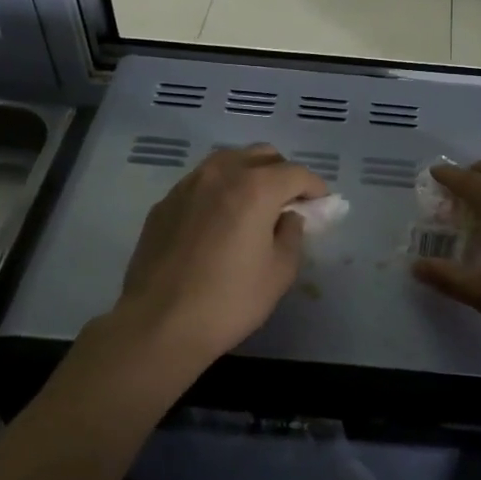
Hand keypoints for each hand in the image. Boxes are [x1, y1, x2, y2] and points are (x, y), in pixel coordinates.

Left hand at [115, 145, 327, 367]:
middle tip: (290, 203)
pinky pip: (202, 182)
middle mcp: (220, 174)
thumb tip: (288, 217)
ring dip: (250, 175)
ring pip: (228, 161)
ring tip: (255, 206)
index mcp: (255, 187)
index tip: (322, 204)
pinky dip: (220, 190)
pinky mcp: (165, 203)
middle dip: (283, 173)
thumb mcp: (279, 272)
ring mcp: (187, 185)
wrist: (158, 324)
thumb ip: (292, 234)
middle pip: (262, 156)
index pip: (296, 173)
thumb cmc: (228, 301)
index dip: (315, 187)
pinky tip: (220, 221)